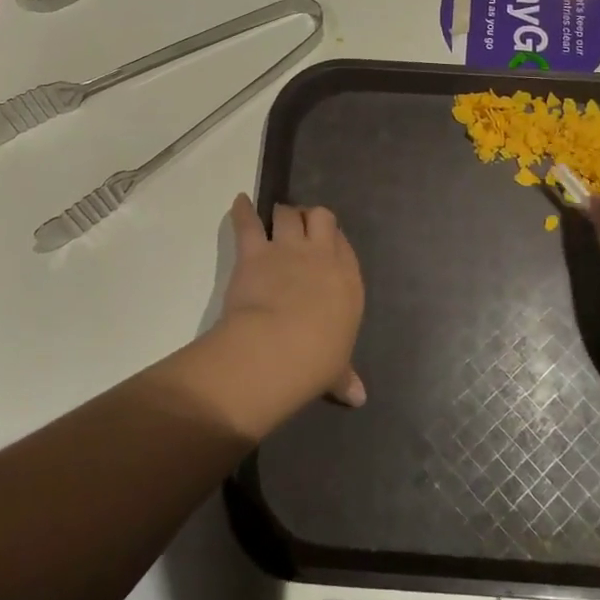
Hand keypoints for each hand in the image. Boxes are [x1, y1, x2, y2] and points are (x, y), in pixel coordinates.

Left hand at [218, 193, 365, 408]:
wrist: (281, 347)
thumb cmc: (318, 360)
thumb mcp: (336, 370)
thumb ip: (345, 377)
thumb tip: (359, 398)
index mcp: (348, 281)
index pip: (345, 248)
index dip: (335, 244)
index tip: (327, 248)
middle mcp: (322, 256)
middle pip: (322, 219)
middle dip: (312, 219)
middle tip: (303, 225)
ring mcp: (289, 249)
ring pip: (289, 214)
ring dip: (283, 212)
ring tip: (277, 213)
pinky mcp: (256, 251)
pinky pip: (248, 222)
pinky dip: (242, 210)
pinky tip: (239, 201)